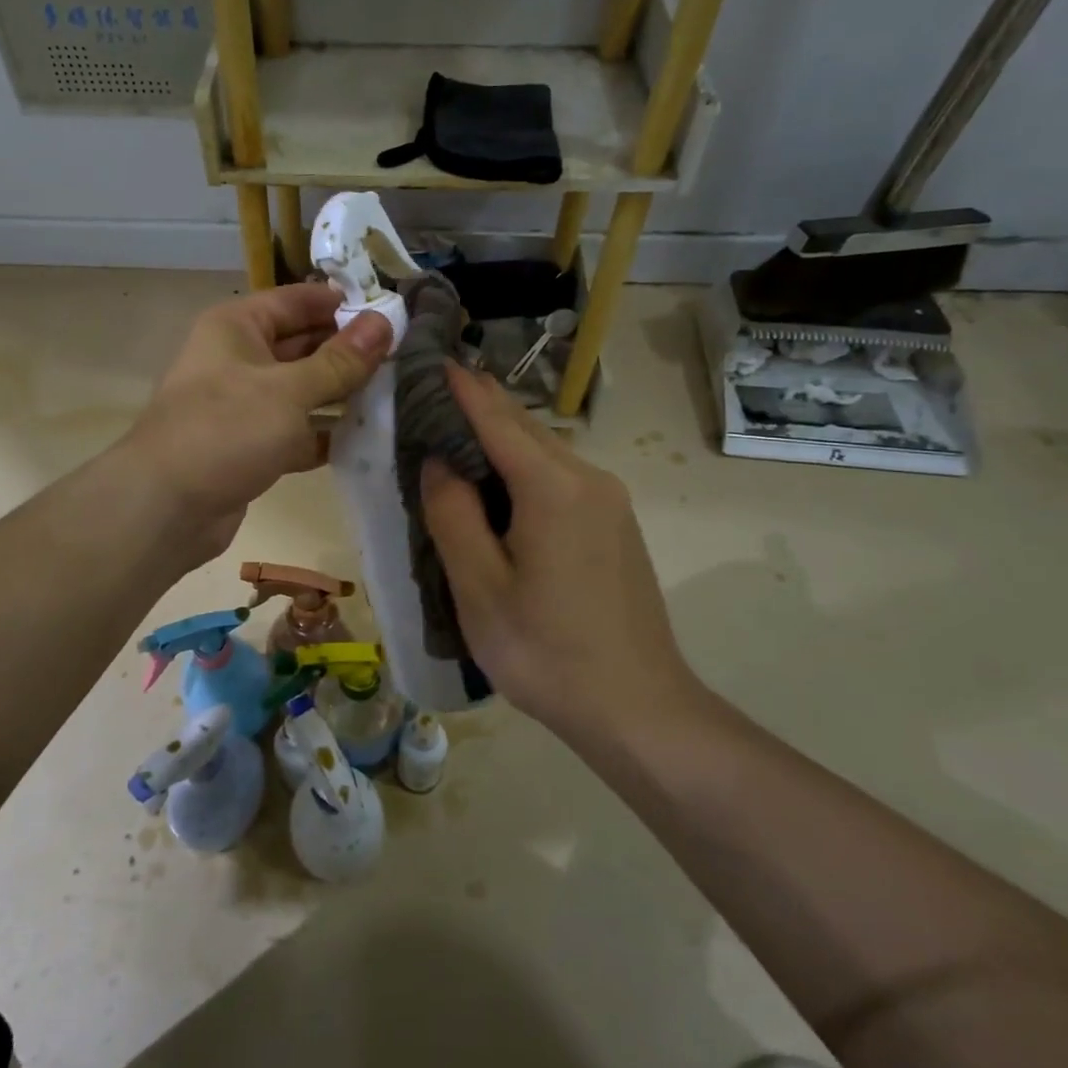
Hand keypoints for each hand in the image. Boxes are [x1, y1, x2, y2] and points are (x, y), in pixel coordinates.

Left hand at [122, 283, 391, 561]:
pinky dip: (323, 434)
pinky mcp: (251, 446)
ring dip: (341, 395)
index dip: (341, 303)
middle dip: (348, 352)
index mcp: (237, 327)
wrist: (165, 507)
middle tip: (405, 356)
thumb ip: (339, 361)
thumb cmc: (225, 430)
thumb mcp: (289, 390)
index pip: (297, 301)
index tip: (391, 311)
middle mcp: (239, 359)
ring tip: (396, 394)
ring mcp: (244, 405)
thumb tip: (384, 323)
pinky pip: (295, 430)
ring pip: (302, 391)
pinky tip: (366, 438)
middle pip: (302, 345)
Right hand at [420, 365, 703, 746]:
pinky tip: (496, 491)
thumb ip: (453, 514)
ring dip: (497, 440)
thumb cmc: (547, 652)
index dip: (460, 387)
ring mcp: (609, 501)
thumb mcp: (480, 588)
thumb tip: (440, 459)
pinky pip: (559, 478)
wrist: (640, 710)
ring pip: (542, 452)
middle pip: (523, 427)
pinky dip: (520, 469)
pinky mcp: (615, 525)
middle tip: (427, 399)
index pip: (495, 417)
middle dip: (476, 408)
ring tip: (451, 442)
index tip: (430, 357)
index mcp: (553, 486)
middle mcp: (588, 478)